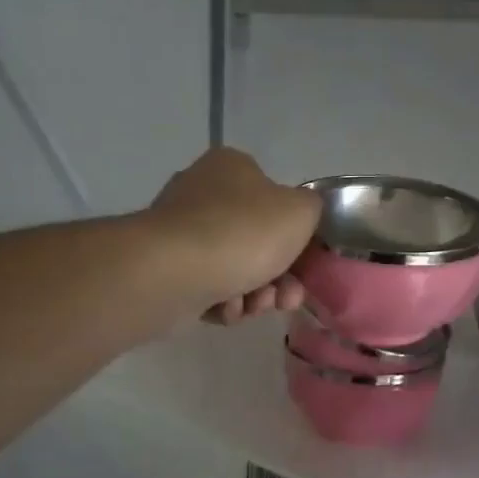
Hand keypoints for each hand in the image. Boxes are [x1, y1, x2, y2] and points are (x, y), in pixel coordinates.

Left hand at [146, 148, 321, 323]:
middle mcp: (202, 192)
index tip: (306, 265)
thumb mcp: (301, 211)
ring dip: (254, 294)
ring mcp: (180, 231)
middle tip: (286, 299)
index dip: (297, 236)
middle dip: (278, 276)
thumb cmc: (244, 232)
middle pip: (257, 240)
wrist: (175, 271)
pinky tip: (226, 310)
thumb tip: (300, 216)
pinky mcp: (166, 268)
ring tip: (253, 307)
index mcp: (233, 167)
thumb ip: (312, 209)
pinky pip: (207, 288)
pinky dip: (223, 302)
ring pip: (235, 268)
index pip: (275, 199)